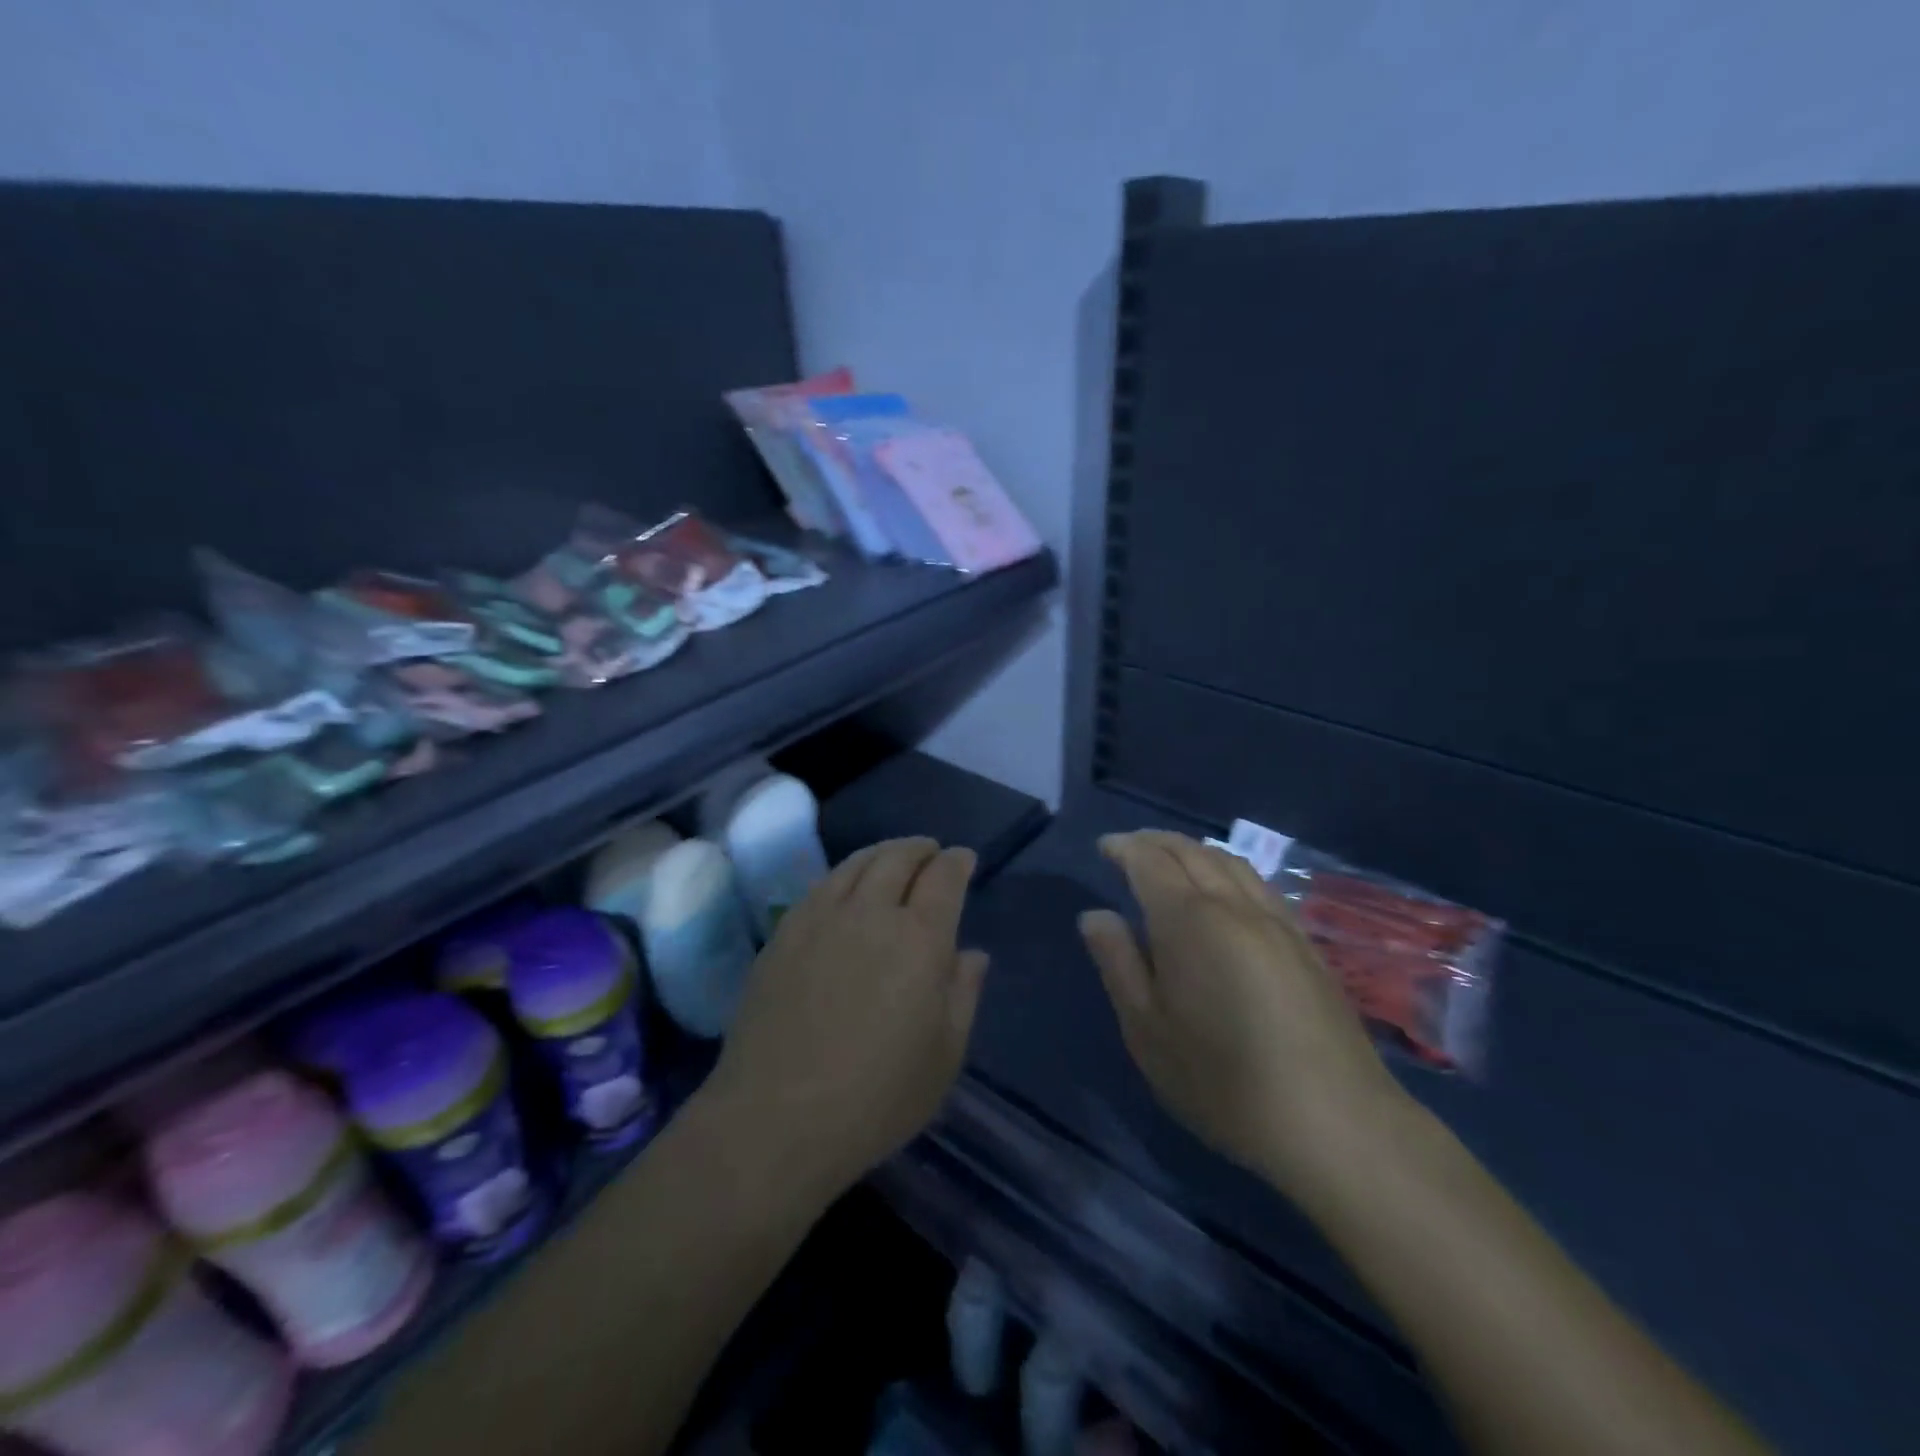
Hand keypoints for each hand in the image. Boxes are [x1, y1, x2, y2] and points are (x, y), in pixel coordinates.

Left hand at [704, 837, 986, 1201]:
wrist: (775, 1118)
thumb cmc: (876, 1098)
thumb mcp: (944, 1057)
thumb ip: (963, 994)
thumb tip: (972, 953)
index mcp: (920, 939)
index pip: (944, 878)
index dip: (957, 861)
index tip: (963, 859)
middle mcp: (871, 913)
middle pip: (898, 858)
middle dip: (920, 848)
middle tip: (931, 851)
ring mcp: (821, 918)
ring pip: (856, 863)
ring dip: (883, 852)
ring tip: (893, 858)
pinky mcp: (783, 933)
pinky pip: (821, 885)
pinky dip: (845, 873)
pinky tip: (846, 886)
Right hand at [1079, 831, 1405, 1191]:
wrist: (1333, 1122)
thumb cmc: (1222, 1079)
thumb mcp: (1147, 1029)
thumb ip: (1118, 963)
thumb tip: (1096, 916)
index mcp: (1188, 919)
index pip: (1150, 861)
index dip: (1124, 848)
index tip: (1103, 847)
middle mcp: (1234, 905)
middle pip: (1192, 851)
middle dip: (1156, 841)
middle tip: (1129, 847)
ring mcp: (1277, 921)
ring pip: (1231, 862)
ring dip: (1194, 850)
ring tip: (1171, 860)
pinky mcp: (1305, 944)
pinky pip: (1258, 884)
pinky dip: (1228, 869)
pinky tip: (1225, 891)